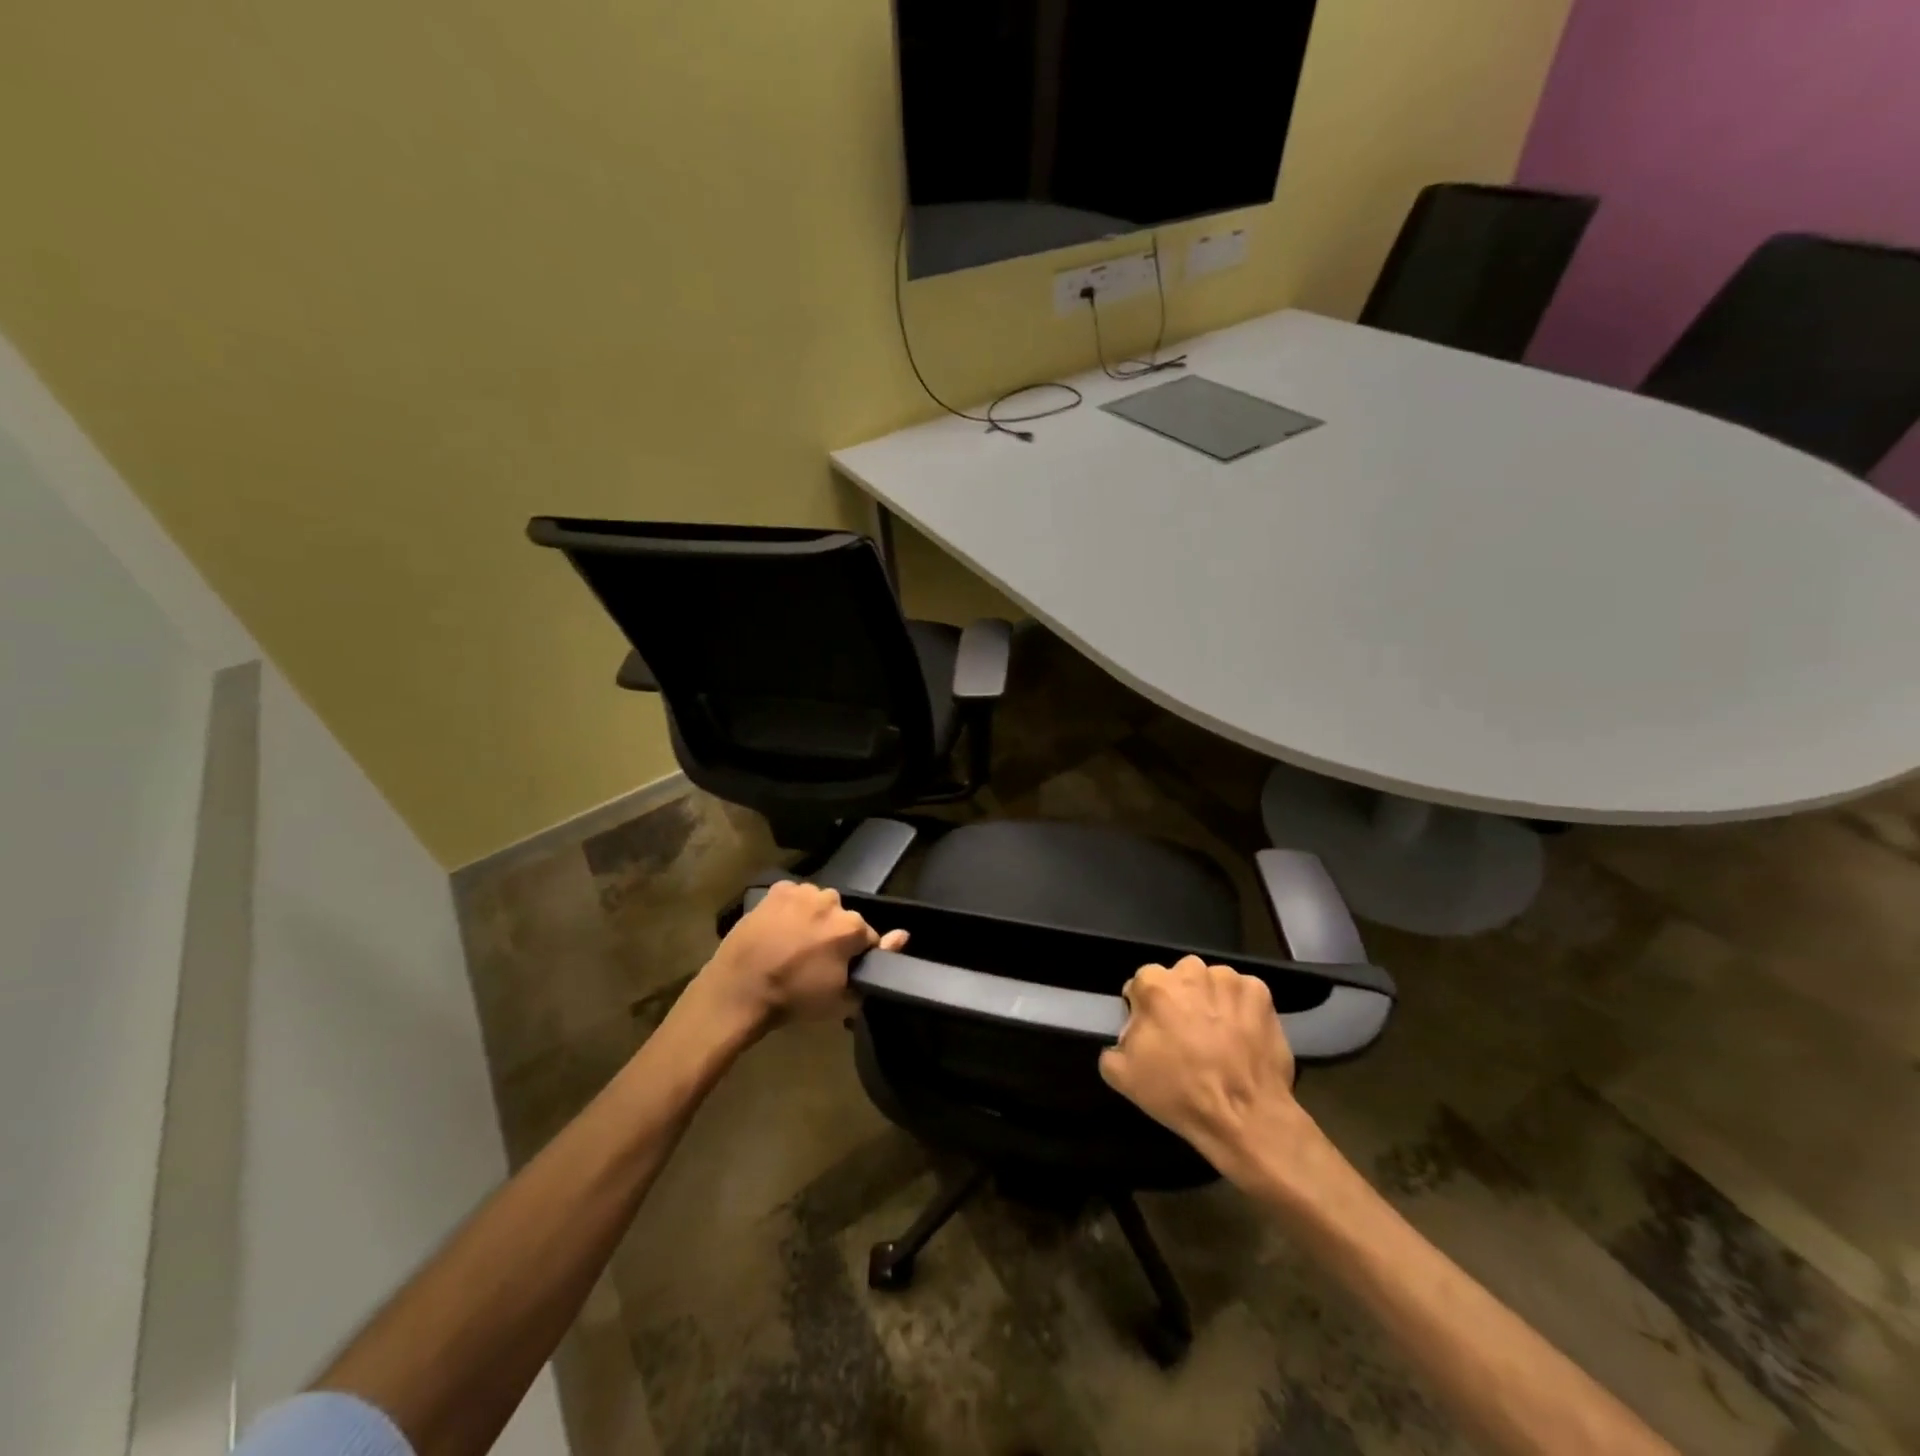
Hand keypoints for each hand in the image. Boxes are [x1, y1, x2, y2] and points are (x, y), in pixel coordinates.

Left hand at [696, 881, 907, 1035]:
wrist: (740, 990)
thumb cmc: (795, 999)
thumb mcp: (843, 997)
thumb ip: (878, 965)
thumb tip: (904, 934)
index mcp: (851, 926)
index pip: (869, 938)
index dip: (857, 956)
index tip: (840, 971)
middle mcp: (831, 901)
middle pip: (843, 917)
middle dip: (835, 934)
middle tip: (815, 960)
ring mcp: (802, 892)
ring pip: (819, 904)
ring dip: (814, 919)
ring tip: (795, 943)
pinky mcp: (776, 890)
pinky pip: (794, 897)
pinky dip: (792, 909)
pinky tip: (779, 929)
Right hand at [1099, 955, 1303, 1179]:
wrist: (1244, 1116)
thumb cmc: (1178, 1092)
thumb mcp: (1121, 1076)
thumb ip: (1112, 1044)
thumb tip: (1127, 1036)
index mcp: (1152, 983)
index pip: (1141, 985)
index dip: (1146, 1011)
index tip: (1155, 1035)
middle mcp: (1190, 970)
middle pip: (1178, 979)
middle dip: (1180, 1001)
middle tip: (1186, 1037)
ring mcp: (1228, 979)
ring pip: (1212, 984)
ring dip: (1211, 1002)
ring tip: (1218, 1040)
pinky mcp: (1260, 993)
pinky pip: (1243, 995)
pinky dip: (1242, 1010)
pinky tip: (1243, 1038)